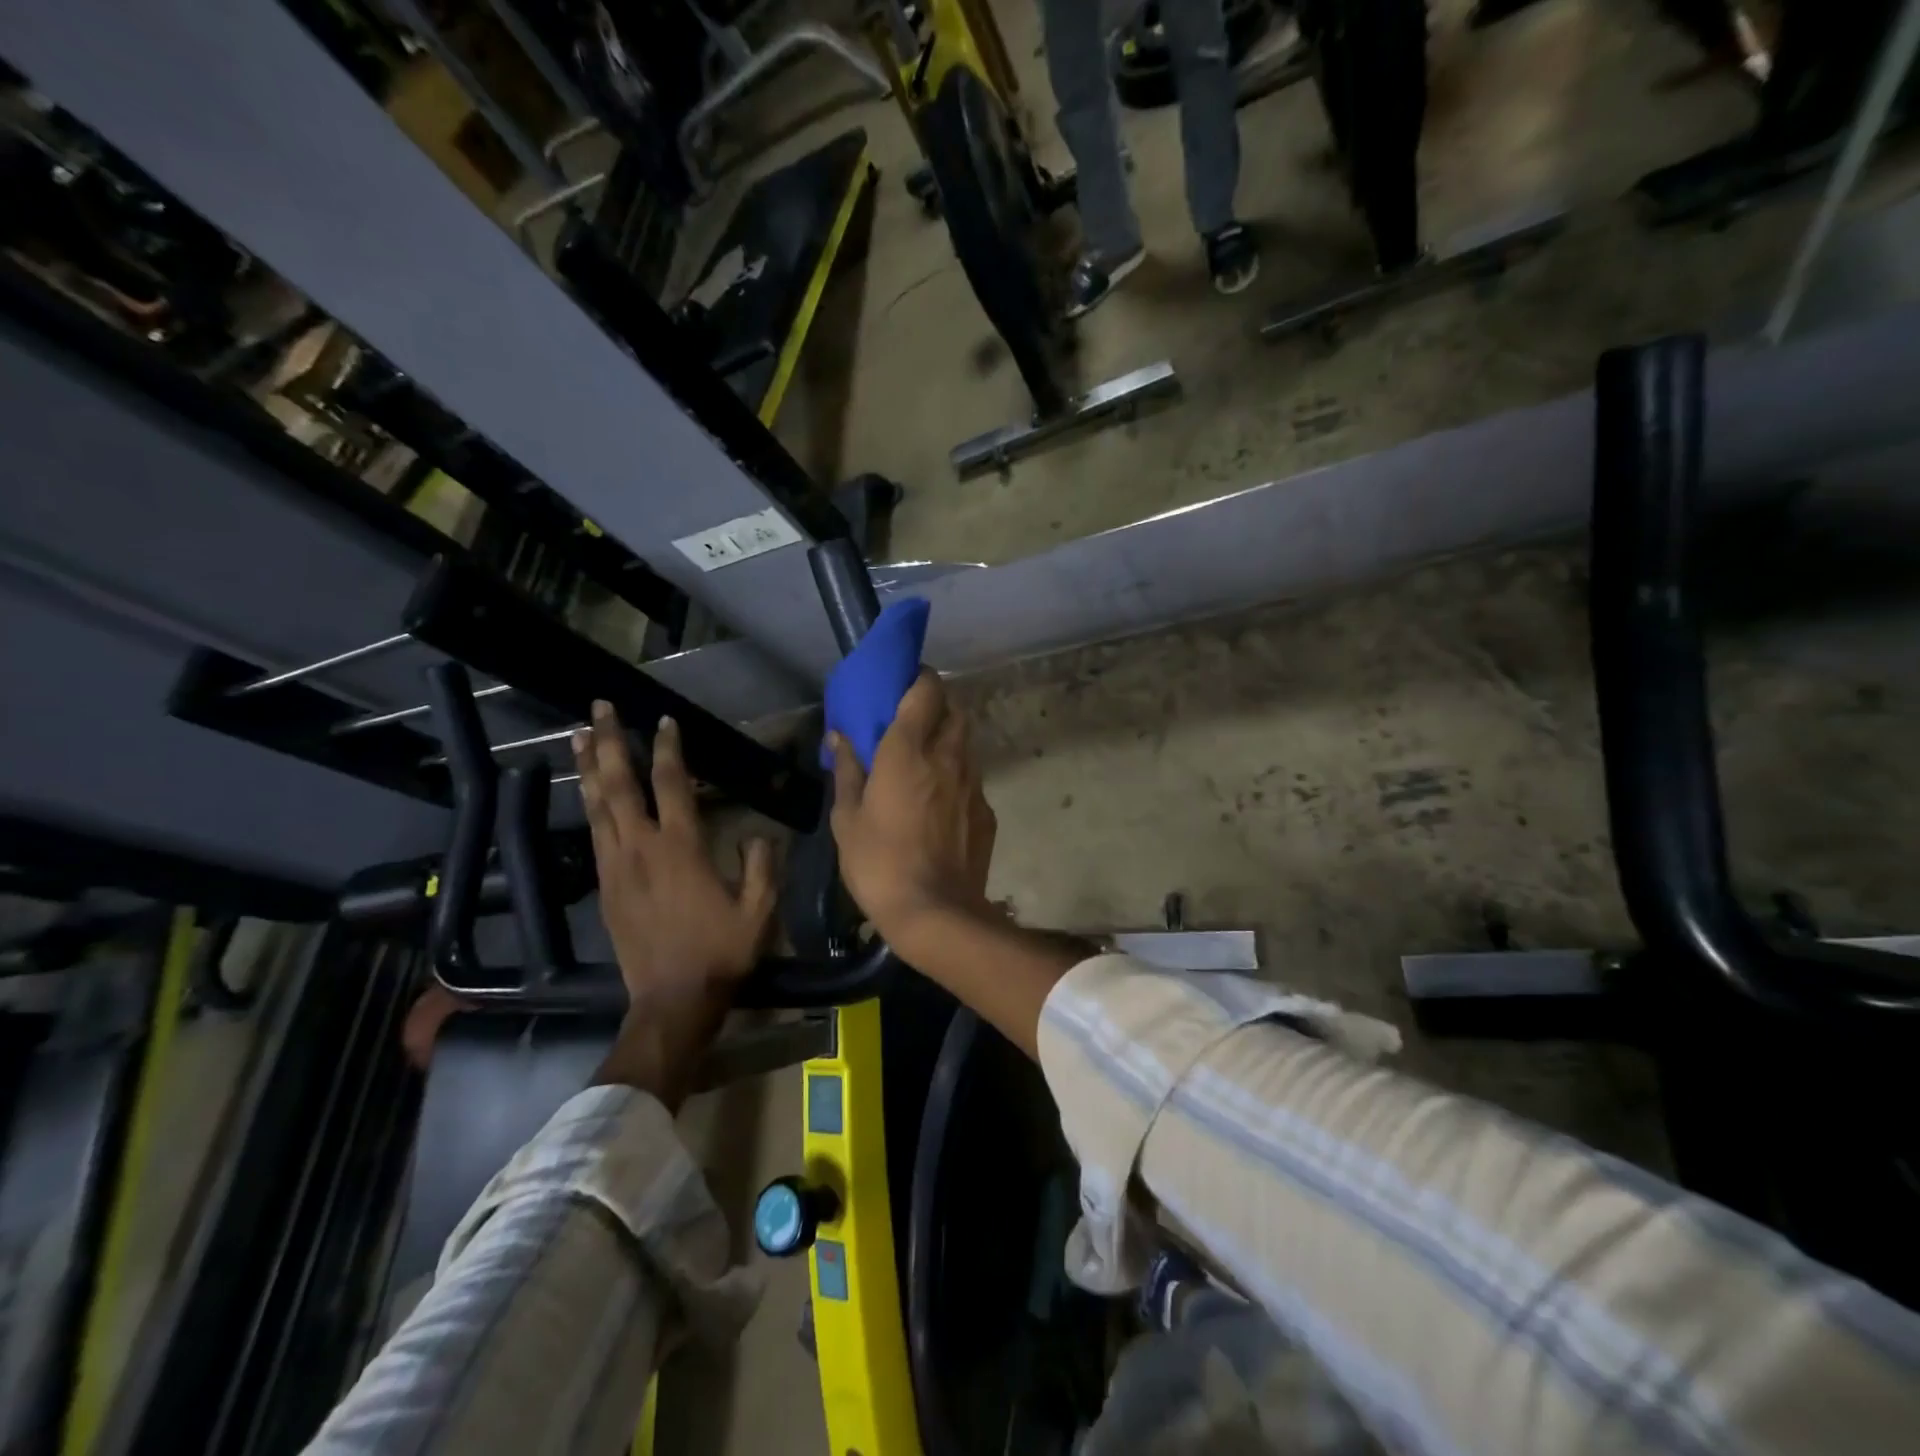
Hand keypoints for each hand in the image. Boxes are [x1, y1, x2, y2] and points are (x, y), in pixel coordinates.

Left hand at [574, 702, 775, 1104]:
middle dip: (608, 742)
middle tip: (598, 707)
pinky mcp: (604, 887)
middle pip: (619, 784)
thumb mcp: (760, 910)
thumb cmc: (721, 952)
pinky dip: (590, 805)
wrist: (673, 1001)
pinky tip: (589, 792)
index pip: (671, 784)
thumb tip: (756, 835)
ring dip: (589, 767)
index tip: (665, 720)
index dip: (668, 748)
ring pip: (597, 806)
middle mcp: (641, 848)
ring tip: (578, 735)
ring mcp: (616, 867)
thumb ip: (762, 866)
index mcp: (681, 848)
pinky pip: (595, 834)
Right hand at [828, 671, 996, 953]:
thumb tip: (840, 736)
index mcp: (908, 750)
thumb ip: (847, 770)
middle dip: (937, 707)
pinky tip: (940, 804)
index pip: (927, 690)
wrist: (936, 912)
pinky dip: (957, 778)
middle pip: (954, 710)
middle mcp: (948, 756)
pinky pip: (972, 779)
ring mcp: (973, 783)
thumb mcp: (847, 818)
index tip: (904, 685)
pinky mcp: (986, 811)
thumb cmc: (879, 862)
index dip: (919, 679)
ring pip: (966, 744)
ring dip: (948, 742)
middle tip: (913, 724)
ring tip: (926, 764)